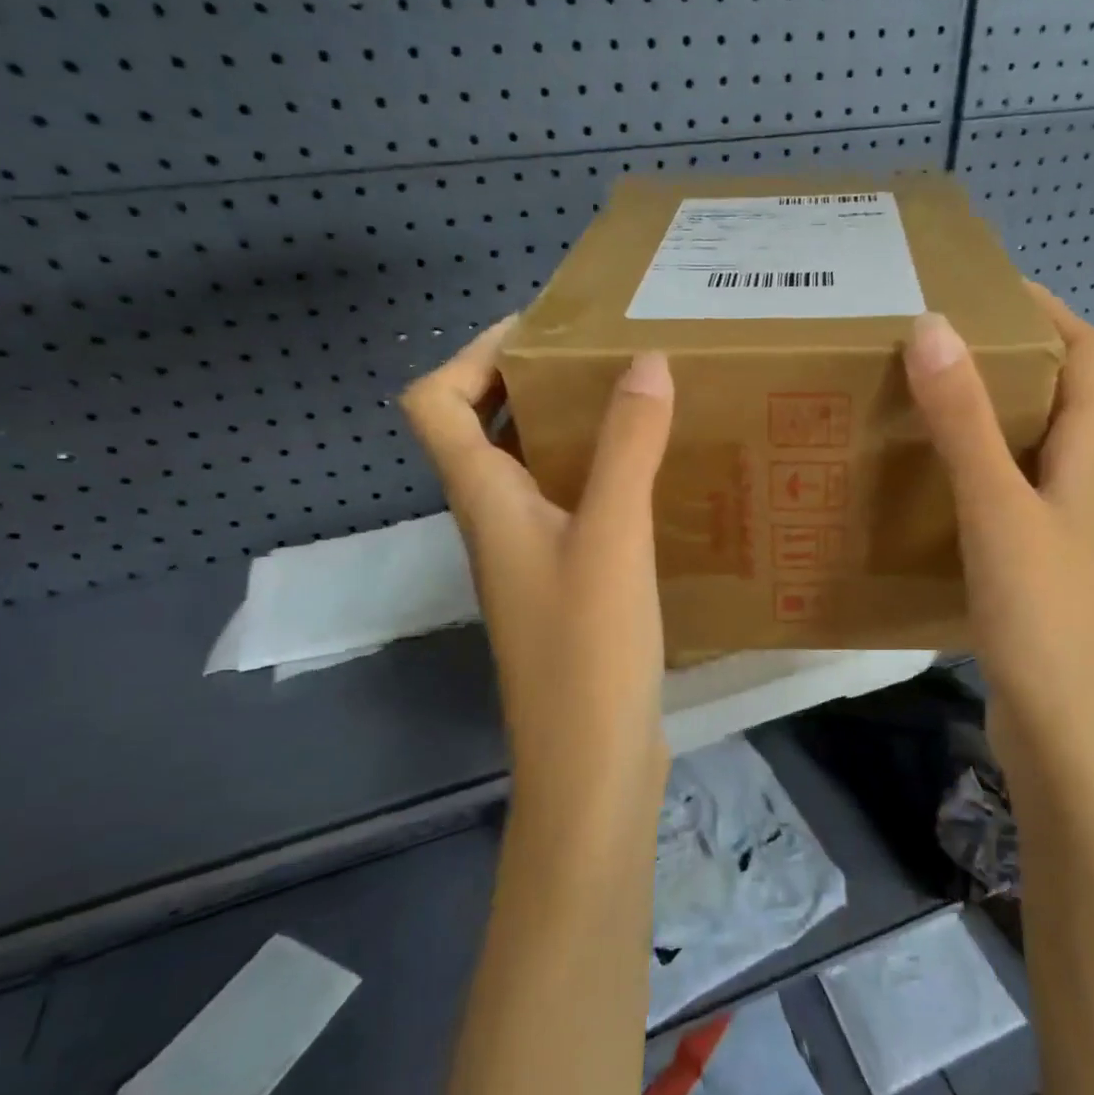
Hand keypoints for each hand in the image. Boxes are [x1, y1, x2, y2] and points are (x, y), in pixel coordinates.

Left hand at [401, 321, 676, 817]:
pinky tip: (658, 483)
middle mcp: (496, 524)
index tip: (543, 331)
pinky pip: (573, 511)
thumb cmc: (588, 650)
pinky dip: (603, 481)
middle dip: (535, 384)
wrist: (591, 763)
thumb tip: (645, 360)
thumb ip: (627, 446)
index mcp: (484, 501)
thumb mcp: (612, 537)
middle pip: (485, 431)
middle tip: (607, 358)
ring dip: (574, 433)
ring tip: (640, 406)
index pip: (435, 403)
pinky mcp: (567, 590)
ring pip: (535, 473)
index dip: (473, 354)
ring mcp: (531, 560)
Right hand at [904, 285, 1093, 785]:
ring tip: (920, 409)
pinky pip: (1006, 501)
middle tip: (933, 348)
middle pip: (1060, 400)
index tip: (984, 290)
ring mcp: (1064, 533)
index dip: (1048, 311)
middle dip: (1007, 363)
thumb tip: (933, 327)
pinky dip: (973, 479)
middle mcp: (1087, 486)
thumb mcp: (998, 511)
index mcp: (1092, 458)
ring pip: (1029, 454)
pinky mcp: (1037, 572)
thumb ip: (966, 424)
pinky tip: (926, 494)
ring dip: (986, 422)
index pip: (1089, 355)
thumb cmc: (1044, 619)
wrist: (1070, 736)